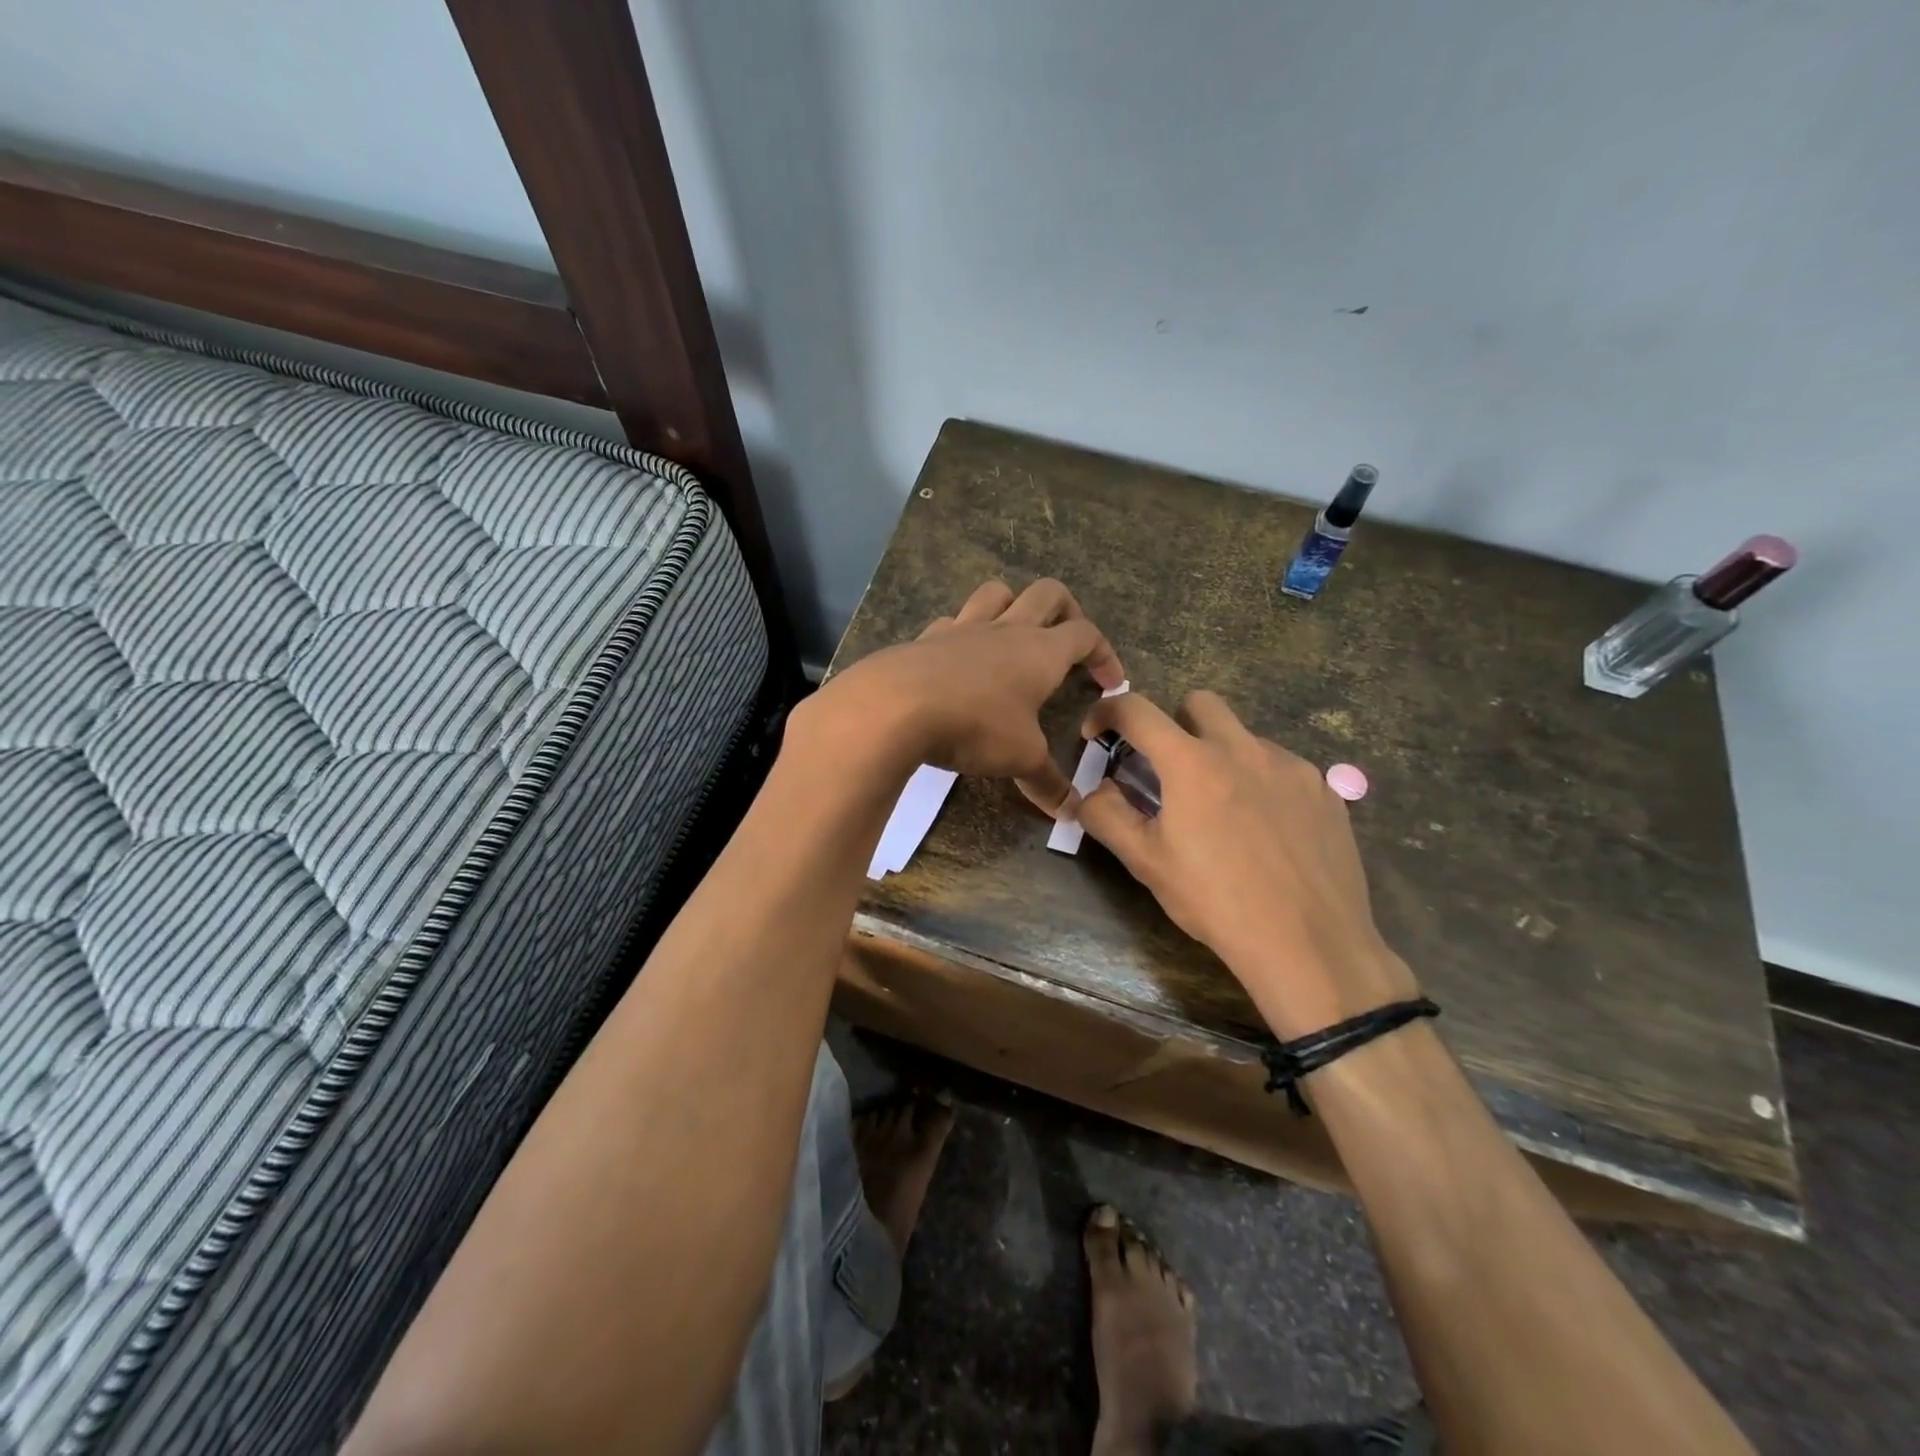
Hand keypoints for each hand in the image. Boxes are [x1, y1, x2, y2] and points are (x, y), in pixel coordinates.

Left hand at [815, 579, 1124, 813]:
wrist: (896, 706)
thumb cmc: (975, 726)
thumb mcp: (1020, 758)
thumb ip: (1048, 782)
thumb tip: (1072, 812)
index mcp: (1041, 651)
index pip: (1086, 635)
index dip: (1105, 654)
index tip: (1110, 682)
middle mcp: (1006, 629)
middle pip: (1048, 594)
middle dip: (1066, 610)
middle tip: (1068, 642)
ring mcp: (963, 628)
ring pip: (996, 593)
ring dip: (1013, 605)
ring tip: (1014, 634)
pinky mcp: (926, 638)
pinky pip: (952, 621)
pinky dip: (962, 632)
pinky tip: (957, 658)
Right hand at [1077, 691, 1415, 1039]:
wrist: (1309, 944)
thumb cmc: (1216, 902)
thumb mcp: (1147, 863)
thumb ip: (1107, 816)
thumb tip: (1091, 790)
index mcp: (1192, 763)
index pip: (1137, 710)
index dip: (1107, 712)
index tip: (1097, 732)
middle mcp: (1243, 749)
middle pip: (1199, 703)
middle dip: (1174, 724)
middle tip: (1168, 771)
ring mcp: (1290, 766)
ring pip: (1244, 736)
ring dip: (1220, 755)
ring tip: (1221, 810)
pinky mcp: (1325, 790)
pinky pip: (1282, 767)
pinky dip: (1261, 782)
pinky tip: (1266, 830)